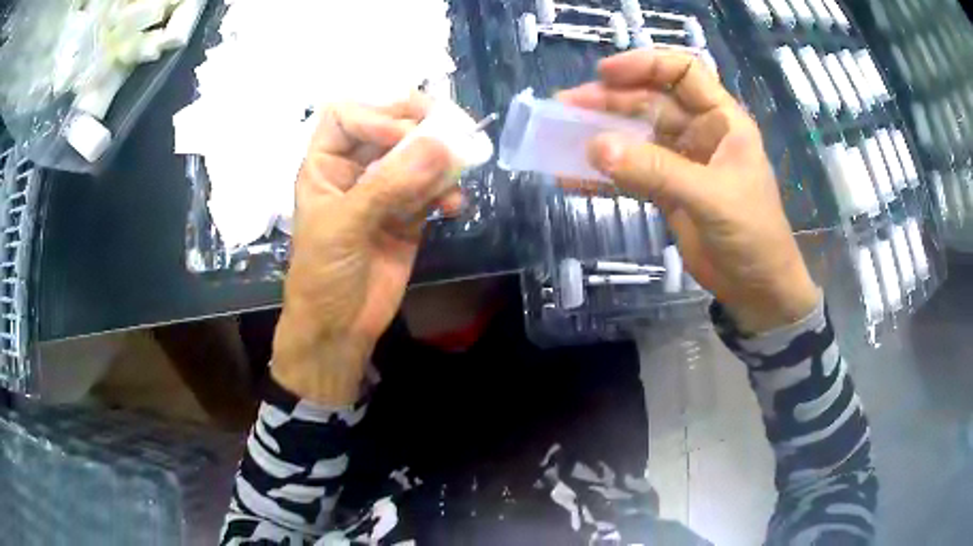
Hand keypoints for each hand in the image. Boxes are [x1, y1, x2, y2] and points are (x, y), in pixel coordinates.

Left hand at [273, 96, 457, 404]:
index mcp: (325, 164)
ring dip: (441, 160)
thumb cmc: (323, 275)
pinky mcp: (410, 214)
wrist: (340, 328)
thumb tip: (441, 146)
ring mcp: (385, 191)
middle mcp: (355, 169)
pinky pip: (434, 189)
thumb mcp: (345, 227)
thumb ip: (390, 186)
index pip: (347, 115)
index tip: (404, 136)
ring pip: (418, 156)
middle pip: (388, 126)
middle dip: (419, 126)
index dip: (376, 115)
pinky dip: (449, 191)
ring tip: (460, 168)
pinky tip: (456, 206)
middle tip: (451, 129)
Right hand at [558, 50, 818, 332]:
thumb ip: (656, 171)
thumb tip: (596, 149)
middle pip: (651, 101)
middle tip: (567, 105)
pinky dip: (605, 174)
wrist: (757, 289)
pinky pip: (631, 172)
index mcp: (722, 120)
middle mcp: (700, 133)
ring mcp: (681, 162)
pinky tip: (575, 176)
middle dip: (610, 100)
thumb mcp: (711, 197)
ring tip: (562, 134)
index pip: (684, 72)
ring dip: (602, 133)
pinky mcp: (667, 191)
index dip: (646, 64)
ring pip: (636, 135)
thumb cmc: (753, 236)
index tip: (605, 73)